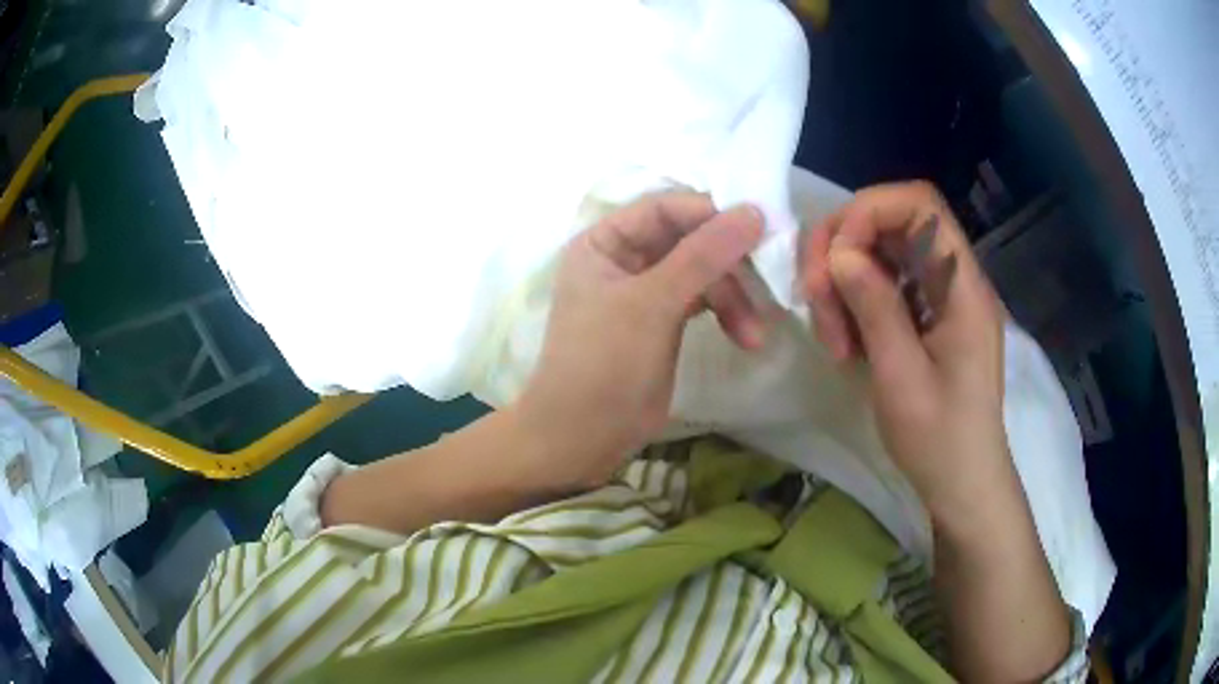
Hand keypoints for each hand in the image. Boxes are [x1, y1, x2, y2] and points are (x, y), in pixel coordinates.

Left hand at [516, 193, 763, 489]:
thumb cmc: (604, 363)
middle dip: (728, 266)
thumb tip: (754, 211)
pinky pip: (702, 300)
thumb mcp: (651, 303)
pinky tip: (746, 337)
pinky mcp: (664, 321)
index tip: (759, 227)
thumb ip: (702, 255)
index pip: (664, 209)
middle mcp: (623, 258)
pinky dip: (725, 314)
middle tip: (766, 283)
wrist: (584, 437)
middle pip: (689, 240)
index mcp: (603, 242)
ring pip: (702, 273)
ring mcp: (645, 291)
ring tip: (754, 334)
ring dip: (733, 298)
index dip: (710, 214)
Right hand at [800, 181, 1010, 527]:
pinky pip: (885, 288)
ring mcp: (940, 299)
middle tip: (817, 301)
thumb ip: (875, 306)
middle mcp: (953, 280)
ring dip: (845, 283)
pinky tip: (846, 342)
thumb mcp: (902, 377)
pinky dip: (856, 304)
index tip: (834, 259)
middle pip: (893, 224)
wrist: (963, 484)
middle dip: (844, 251)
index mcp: (962, 287)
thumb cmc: (939, 440)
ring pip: (882, 256)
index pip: (919, 205)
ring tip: (832, 337)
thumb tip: (839, 253)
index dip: (869, 213)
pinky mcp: (927, 319)